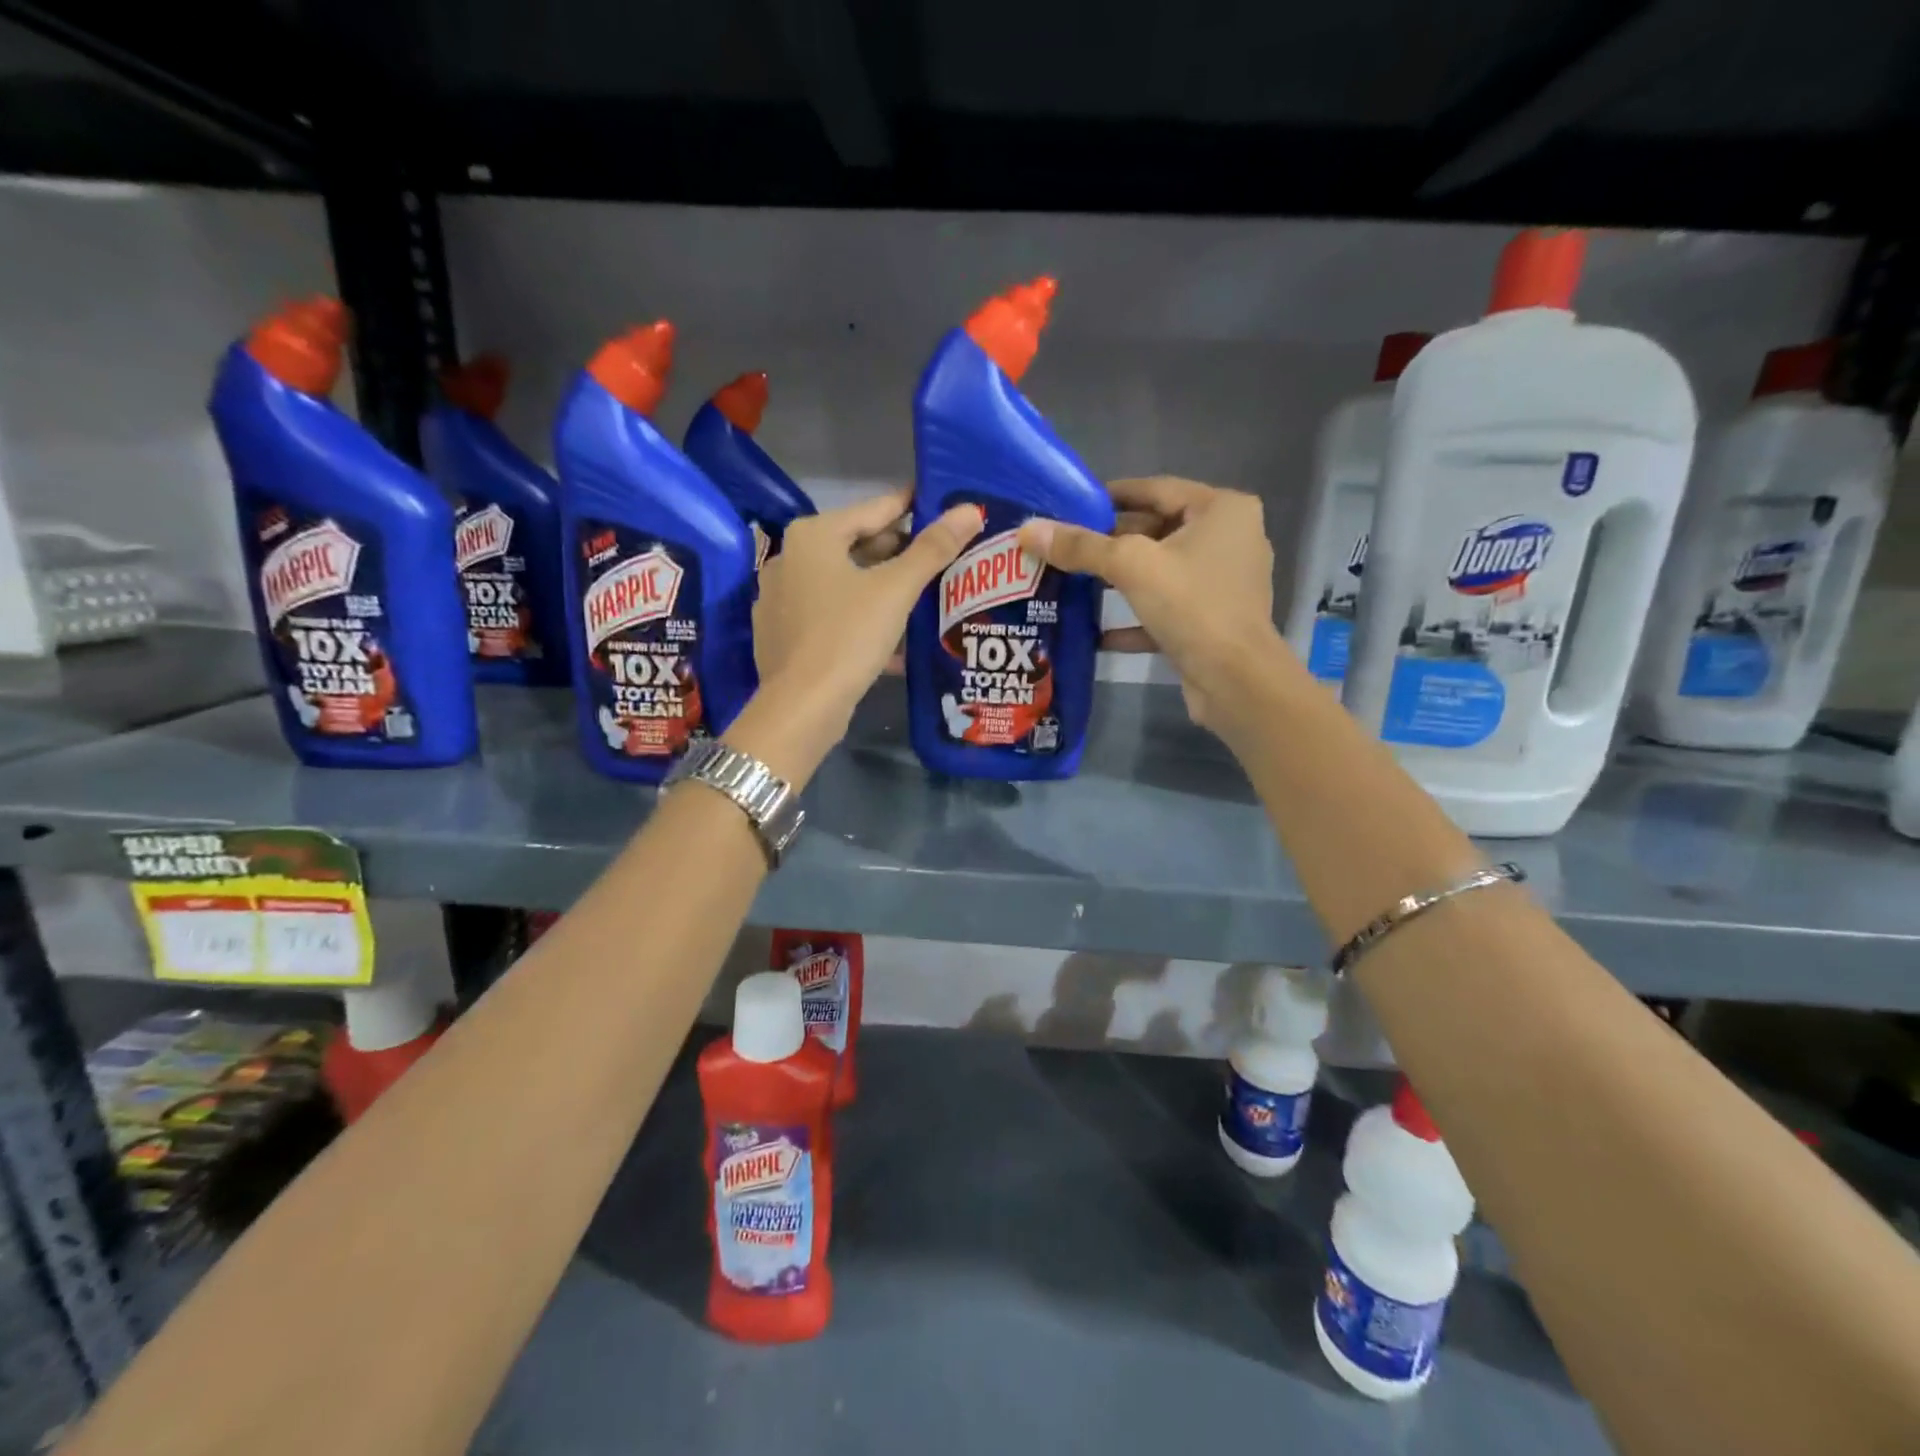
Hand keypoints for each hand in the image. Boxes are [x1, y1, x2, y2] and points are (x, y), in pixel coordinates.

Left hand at [753, 487, 983, 738]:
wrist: (801, 708)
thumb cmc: (848, 636)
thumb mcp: (896, 590)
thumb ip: (933, 548)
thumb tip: (971, 508)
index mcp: (813, 535)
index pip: (875, 509)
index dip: (914, 507)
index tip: (946, 506)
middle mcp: (789, 557)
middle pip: (857, 545)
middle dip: (900, 553)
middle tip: (943, 557)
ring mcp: (781, 597)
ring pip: (845, 582)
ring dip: (883, 588)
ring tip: (925, 595)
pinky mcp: (784, 632)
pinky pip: (831, 612)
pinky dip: (861, 616)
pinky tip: (893, 635)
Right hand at [1018, 476, 1278, 730]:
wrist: (1235, 680)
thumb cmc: (1191, 605)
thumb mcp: (1130, 566)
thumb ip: (1080, 546)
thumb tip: (1027, 530)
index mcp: (1221, 510)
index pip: (1156, 489)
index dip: (1110, 496)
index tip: (1070, 505)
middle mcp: (1228, 540)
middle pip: (1156, 530)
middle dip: (1109, 542)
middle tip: (1064, 547)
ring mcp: (1222, 584)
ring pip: (1159, 572)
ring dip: (1118, 580)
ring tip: (1071, 582)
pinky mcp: (1211, 622)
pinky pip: (1165, 609)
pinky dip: (1134, 618)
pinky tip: (1096, 631)